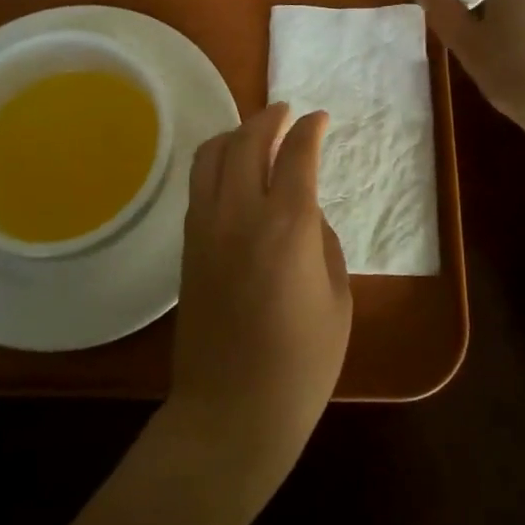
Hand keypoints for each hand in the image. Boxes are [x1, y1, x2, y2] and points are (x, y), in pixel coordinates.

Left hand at [167, 104, 351, 487]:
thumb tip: (305, 213)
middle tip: (286, 112)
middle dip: (269, 118)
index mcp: (287, 227)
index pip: (297, 155)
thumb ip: (323, 243)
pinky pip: (199, 184)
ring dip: (235, 134)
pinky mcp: (187, 245)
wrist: (231, 412)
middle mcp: (240, 213)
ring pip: (212, 155)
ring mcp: (205, 227)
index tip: (320, 119)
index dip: (310, 130)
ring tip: (255, 134)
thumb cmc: (301, 365)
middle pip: (247, 141)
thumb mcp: (337, 300)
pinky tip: (233, 172)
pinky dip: (217, 163)